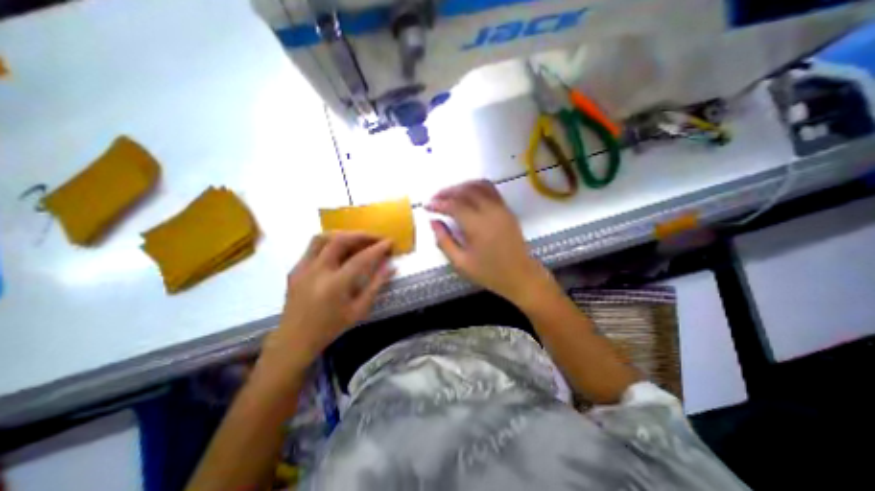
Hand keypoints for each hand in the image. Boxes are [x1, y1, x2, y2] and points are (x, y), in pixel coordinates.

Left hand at [259, 233, 392, 374]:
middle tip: (376, 238)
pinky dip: (330, 243)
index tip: (390, 242)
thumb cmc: (331, 327)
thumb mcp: (359, 310)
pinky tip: (339, 250)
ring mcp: (303, 268)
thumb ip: (376, 286)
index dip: (378, 248)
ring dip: (343, 234)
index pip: (361, 259)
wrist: (294, 339)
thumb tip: (391, 267)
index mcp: (335, 285)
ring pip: (322, 237)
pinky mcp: (295, 268)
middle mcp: (317, 271)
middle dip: (362, 235)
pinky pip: (313, 247)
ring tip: (358, 239)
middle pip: (340, 240)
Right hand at [429, 181, 555, 305]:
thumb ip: (444, 241)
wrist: (521, 276)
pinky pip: (491, 190)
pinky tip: (468, 195)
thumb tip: (433, 222)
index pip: (454, 206)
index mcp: (478, 226)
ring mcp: (501, 208)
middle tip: (435, 198)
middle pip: (466, 191)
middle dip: (448, 191)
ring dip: (462, 186)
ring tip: (450, 194)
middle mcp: (490, 211)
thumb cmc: (489, 273)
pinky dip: (476, 187)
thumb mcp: (461, 262)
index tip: (427, 206)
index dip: (438, 204)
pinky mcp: (507, 210)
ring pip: (479, 185)